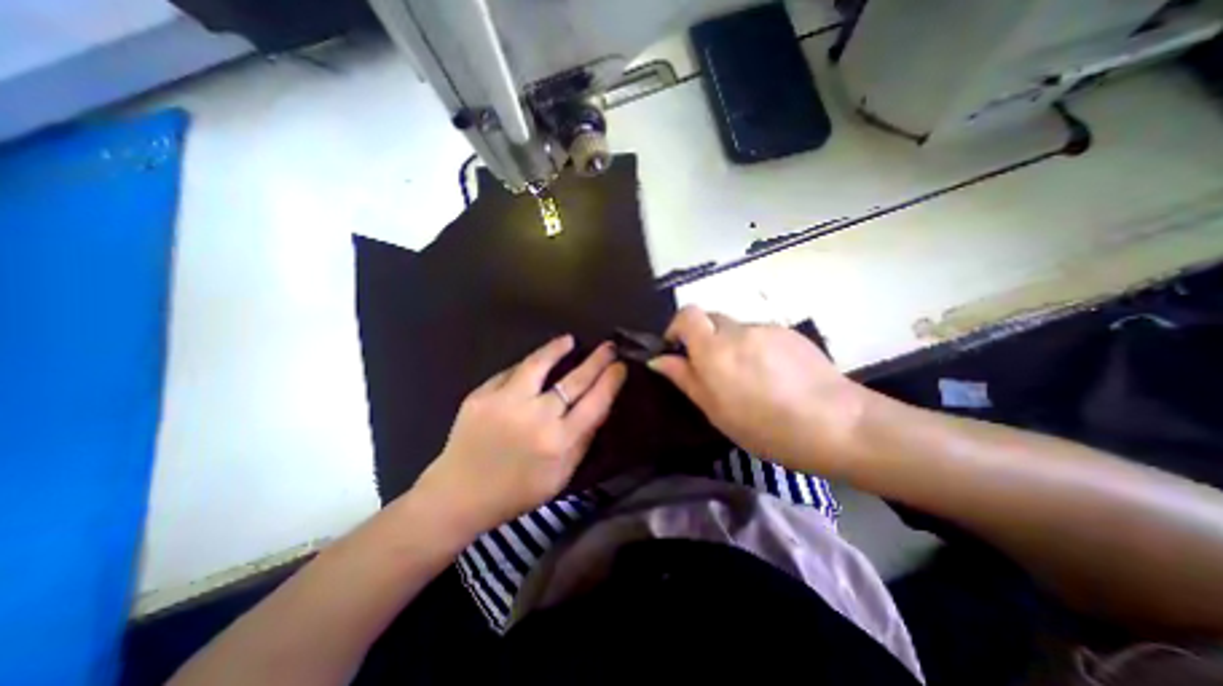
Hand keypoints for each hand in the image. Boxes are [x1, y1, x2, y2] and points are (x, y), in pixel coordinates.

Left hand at [421, 335, 629, 534]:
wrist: (458, 495)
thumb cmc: (517, 492)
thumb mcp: (561, 476)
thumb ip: (582, 440)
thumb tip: (598, 405)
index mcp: (558, 442)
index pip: (595, 403)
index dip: (610, 381)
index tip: (621, 366)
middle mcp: (535, 417)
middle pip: (574, 380)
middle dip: (596, 360)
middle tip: (608, 347)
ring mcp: (505, 402)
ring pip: (539, 364)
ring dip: (557, 349)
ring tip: (569, 340)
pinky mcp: (481, 395)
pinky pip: (512, 372)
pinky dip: (528, 365)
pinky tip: (536, 361)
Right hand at [650, 307, 868, 477]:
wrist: (836, 424)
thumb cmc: (765, 426)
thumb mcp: (715, 410)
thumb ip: (685, 378)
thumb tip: (658, 360)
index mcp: (714, 349)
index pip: (686, 314)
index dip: (677, 327)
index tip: (678, 350)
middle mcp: (738, 330)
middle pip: (711, 319)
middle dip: (704, 338)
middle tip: (713, 369)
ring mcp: (766, 329)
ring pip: (736, 328)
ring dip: (731, 345)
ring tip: (748, 378)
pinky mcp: (789, 333)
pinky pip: (760, 334)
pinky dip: (754, 348)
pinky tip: (772, 375)